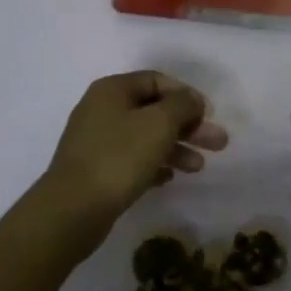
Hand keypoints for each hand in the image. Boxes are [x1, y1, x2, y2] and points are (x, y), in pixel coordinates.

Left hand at [32, 71, 227, 257]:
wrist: (72, 209)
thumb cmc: (118, 157)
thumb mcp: (158, 124)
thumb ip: (182, 105)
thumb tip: (192, 99)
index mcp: (112, 89)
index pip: (156, 80)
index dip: (185, 94)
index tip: (209, 114)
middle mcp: (102, 109)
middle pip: (153, 110)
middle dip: (187, 126)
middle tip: (218, 144)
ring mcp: (97, 141)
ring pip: (144, 136)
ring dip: (175, 147)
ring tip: (199, 167)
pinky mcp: (96, 170)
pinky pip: (132, 160)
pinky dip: (154, 164)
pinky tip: (170, 178)